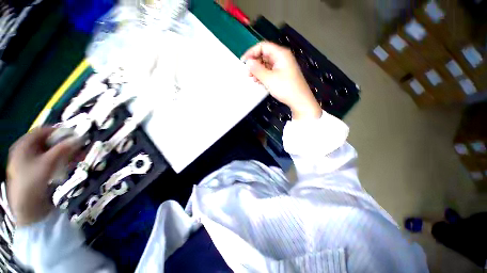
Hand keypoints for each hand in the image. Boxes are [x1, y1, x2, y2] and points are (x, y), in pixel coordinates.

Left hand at [6, 127, 80, 225]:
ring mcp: (31, 160)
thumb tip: (80, 138)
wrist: (27, 207)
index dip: (58, 130)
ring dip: (65, 152)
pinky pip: (50, 159)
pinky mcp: (37, 169)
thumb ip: (63, 149)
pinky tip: (70, 163)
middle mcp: (26, 149)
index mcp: (23, 144)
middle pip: (47, 141)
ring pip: (50, 151)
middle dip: (64, 143)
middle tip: (78, 146)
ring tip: (78, 155)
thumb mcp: (48, 163)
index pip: (43, 130)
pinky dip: (61, 159)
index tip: (74, 134)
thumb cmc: (32, 181)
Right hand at [241, 42, 321, 119]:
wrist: (299, 100)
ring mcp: (283, 66)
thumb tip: (248, 62)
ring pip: (267, 63)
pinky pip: (270, 70)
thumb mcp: (269, 79)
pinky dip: (264, 74)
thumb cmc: (285, 88)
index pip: (263, 46)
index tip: (243, 62)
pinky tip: (260, 81)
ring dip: (258, 70)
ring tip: (253, 79)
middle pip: (264, 54)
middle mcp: (282, 57)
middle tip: (248, 73)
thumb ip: (257, 69)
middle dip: (255, 63)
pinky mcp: (283, 74)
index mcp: (280, 54)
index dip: (251, 52)